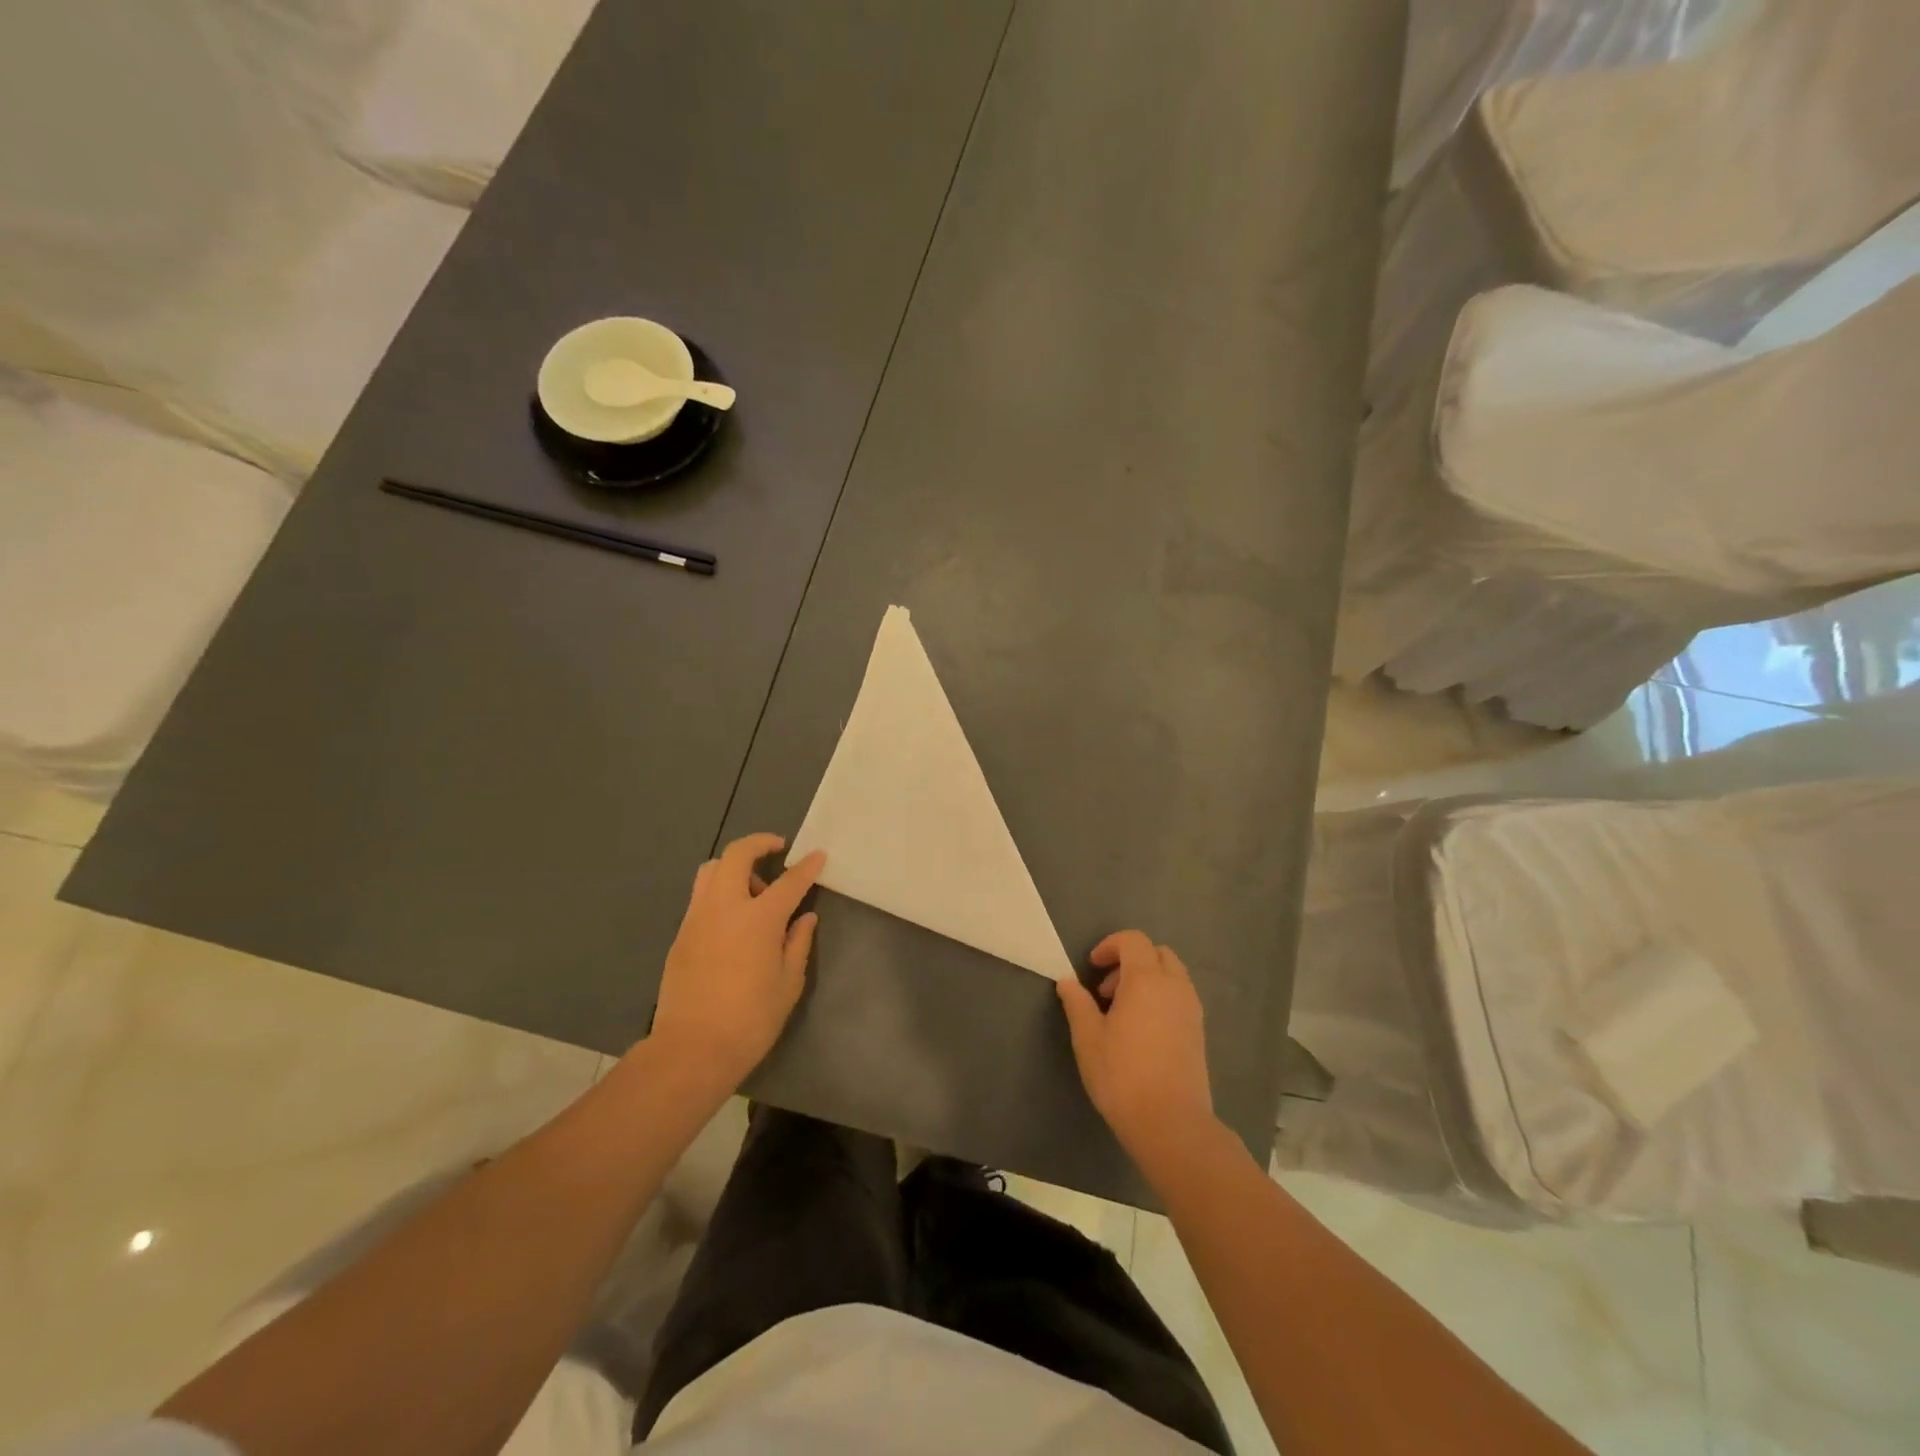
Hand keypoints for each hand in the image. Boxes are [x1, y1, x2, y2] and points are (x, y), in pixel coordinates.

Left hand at [652, 833, 825, 1088]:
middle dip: (758, 843)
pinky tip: (733, 921)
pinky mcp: (681, 934)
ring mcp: (697, 918)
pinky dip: (720, 893)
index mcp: (759, 919)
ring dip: (734, 867)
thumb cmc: (751, 1019)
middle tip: (776, 850)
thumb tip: (804, 918)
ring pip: (711, 871)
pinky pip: (701, 897)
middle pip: (736, 855)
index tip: (817, 856)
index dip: (807, 867)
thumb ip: (797, 943)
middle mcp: (725, 907)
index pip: (789, 881)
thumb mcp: (788, 983)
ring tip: (752, 890)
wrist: (692, 1049)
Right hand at [1057, 930, 1216, 1166]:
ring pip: (1172, 975)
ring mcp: (1191, 1009)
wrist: (1171, 1123)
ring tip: (1123, 1012)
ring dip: (1147, 979)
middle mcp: (1174, 987)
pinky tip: (1143, 1030)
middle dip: (1130, 961)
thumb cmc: (1122, 1075)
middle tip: (1106, 990)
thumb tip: (1067, 981)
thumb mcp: (1088, 1038)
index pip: (1133, 941)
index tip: (1091, 967)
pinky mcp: (1199, 1032)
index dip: (1110, 945)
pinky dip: (1162, 998)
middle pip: (1157, 953)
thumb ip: (1077, 1004)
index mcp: (1146, 980)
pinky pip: (1181, 997)